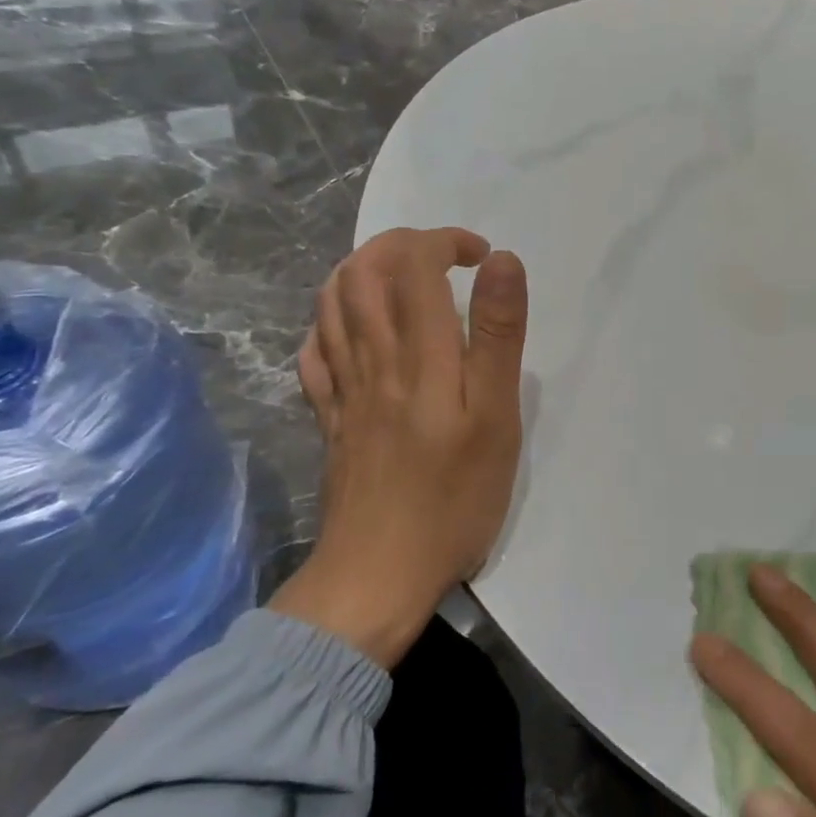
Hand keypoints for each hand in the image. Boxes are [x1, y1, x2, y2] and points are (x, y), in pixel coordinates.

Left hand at [269, 227, 527, 666]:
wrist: (378, 575)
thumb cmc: (453, 500)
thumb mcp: (495, 419)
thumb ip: (498, 337)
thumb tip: (502, 263)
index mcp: (418, 355)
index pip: (413, 263)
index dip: (445, 241)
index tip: (481, 257)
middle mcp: (371, 359)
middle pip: (362, 272)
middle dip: (399, 245)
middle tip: (442, 258)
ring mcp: (342, 390)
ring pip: (331, 305)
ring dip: (361, 271)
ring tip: (400, 280)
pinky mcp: (329, 420)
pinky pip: (313, 354)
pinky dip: (330, 323)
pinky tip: (354, 331)